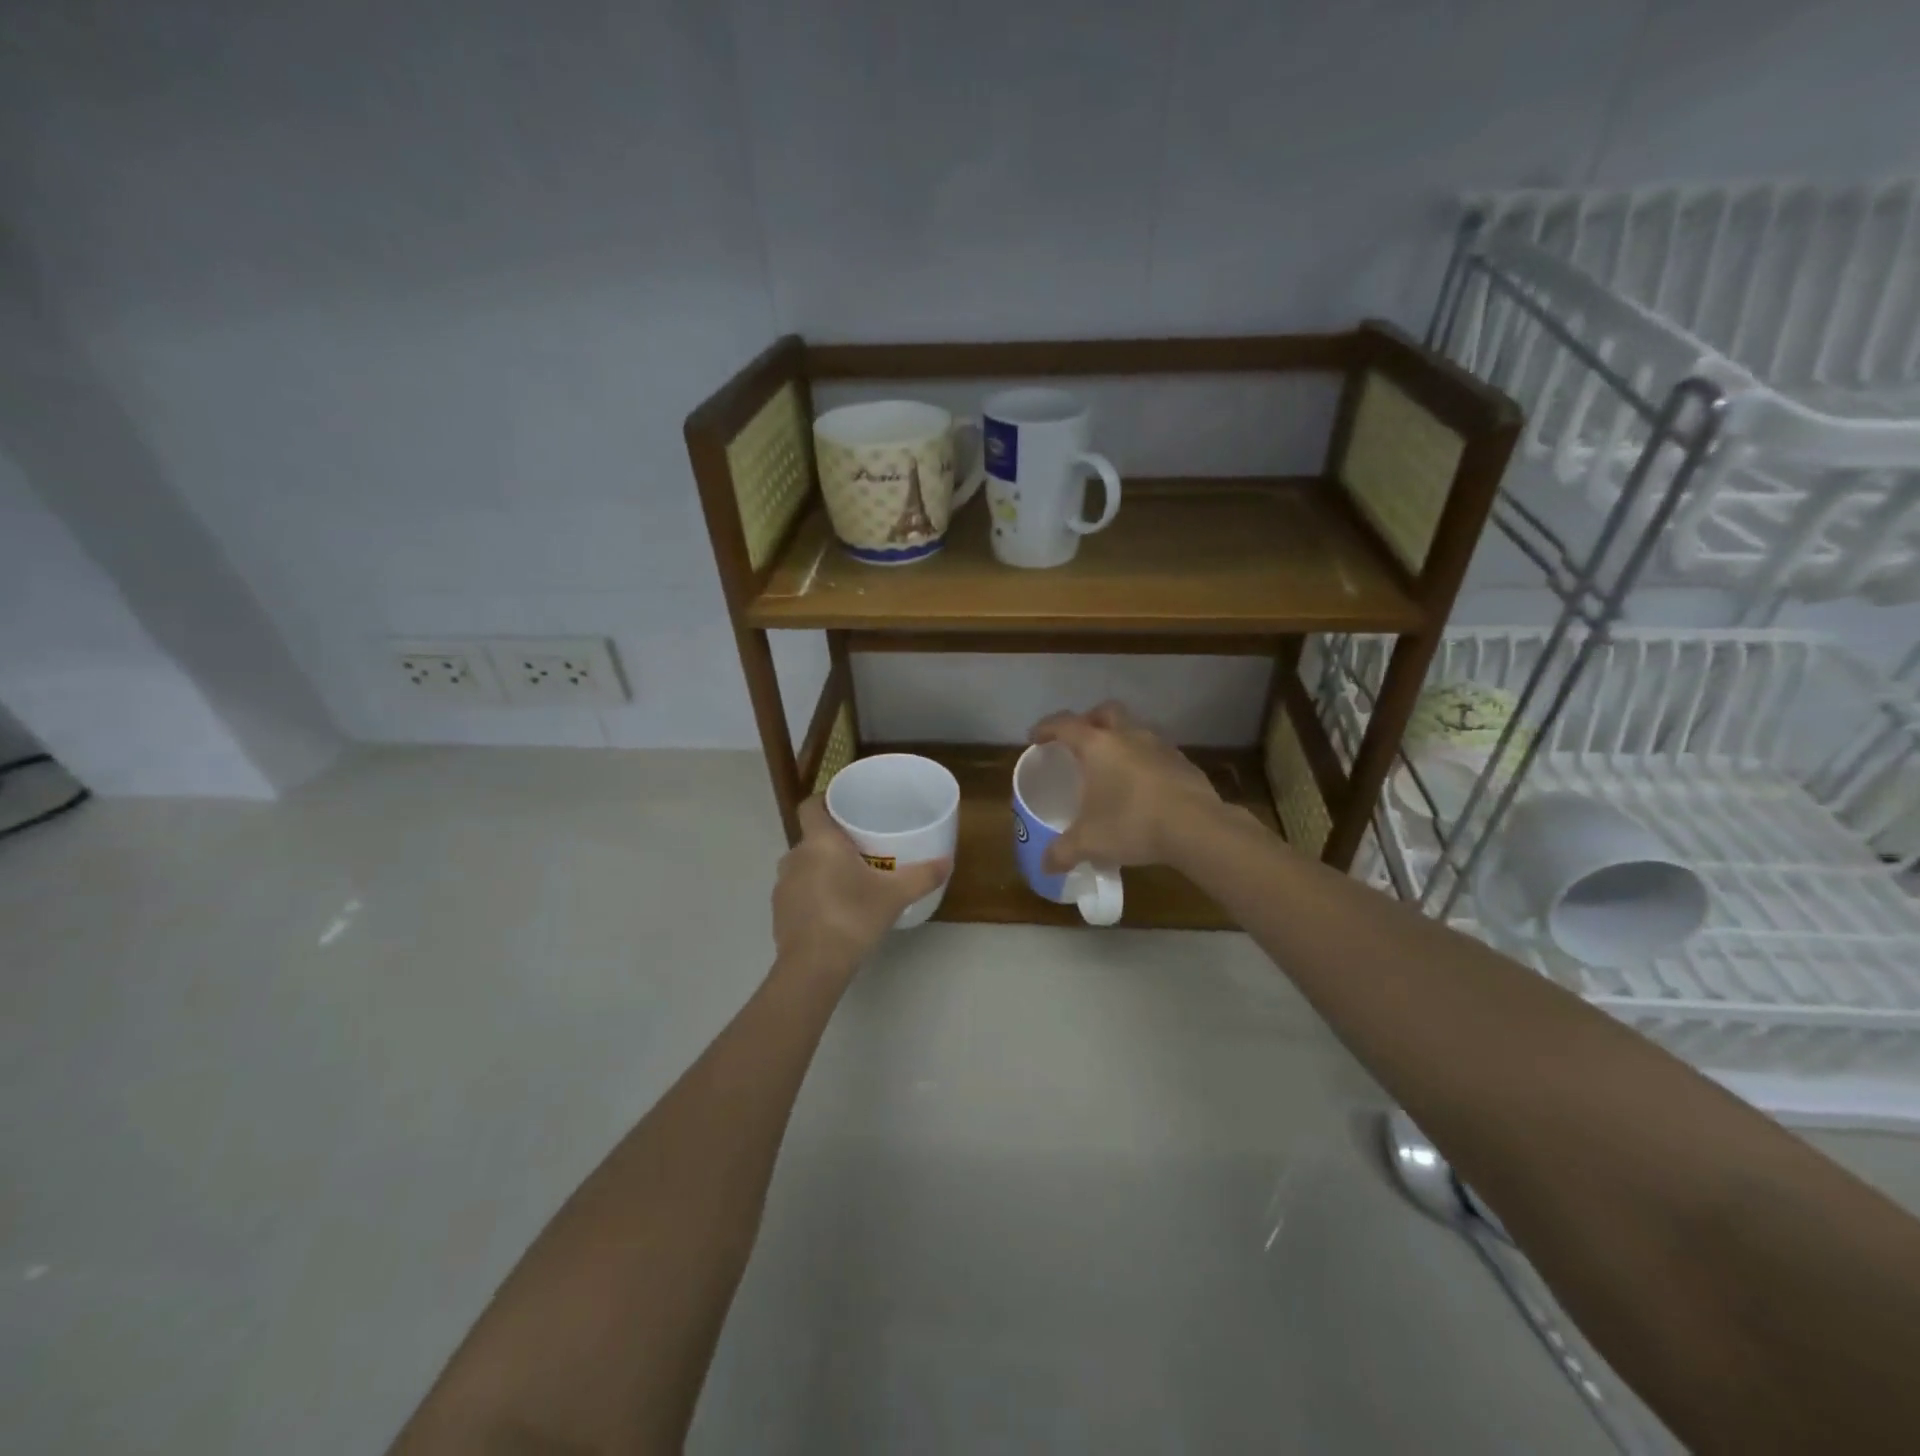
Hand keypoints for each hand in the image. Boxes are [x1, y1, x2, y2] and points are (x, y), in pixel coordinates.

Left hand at [772, 797, 949, 978]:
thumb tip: (948, 861)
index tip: (846, 808)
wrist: (813, 967)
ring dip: (822, 868)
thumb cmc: (852, 918)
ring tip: (850, 880)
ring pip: (804, 865)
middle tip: (862, 848)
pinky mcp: (778, 911)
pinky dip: (813, 893)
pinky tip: (834, 909)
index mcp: (819, 841)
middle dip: (833, 840)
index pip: (811, 805)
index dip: (825, 801)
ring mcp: (783, 885)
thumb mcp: (895, 896)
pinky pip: (798, 890)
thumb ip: (922, 875)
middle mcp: (795, 856)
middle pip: (812, 837)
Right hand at [1029, 701, 1226, 871]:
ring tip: (1112, 767)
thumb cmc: (1132, 823)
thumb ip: (1063, 851)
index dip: (1046, 728)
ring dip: (1121, 740)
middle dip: (1089, 721)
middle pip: (1105, 712)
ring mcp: (1160, 746)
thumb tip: (1045, 866)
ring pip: (1135, 729)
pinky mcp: (1183, 762)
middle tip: (1079, 742)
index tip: (1035, 738)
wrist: (1197, 827)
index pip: (1064, 724)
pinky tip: (1143, 787)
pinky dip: (1144, 761)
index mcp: (1098, 745)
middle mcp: (1128, 736)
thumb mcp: (1089, 842)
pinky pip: (1156, 752)